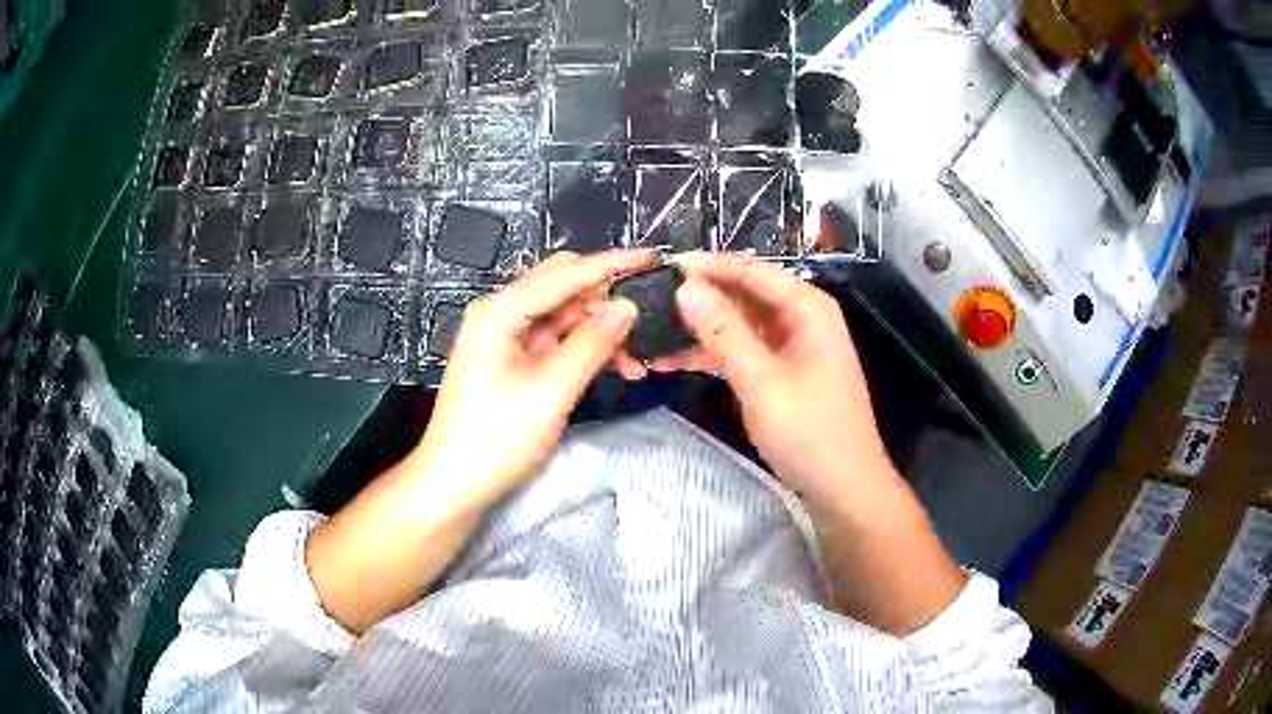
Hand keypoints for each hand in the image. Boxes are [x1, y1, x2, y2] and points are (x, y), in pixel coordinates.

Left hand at [415, 250, 656, 508]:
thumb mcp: (551, 391)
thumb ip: (591, 344)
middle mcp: (501, 313)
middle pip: (563, 286)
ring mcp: (506, 336)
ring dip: (599, 330)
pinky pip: (556, 340)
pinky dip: (584, 349)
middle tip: (645, 323)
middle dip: (606, 300)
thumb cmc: (496, 439)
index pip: (565, 273)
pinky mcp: (513, 359)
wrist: (455, 483)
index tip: (652, 259)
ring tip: (636, 361)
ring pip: (564, 315)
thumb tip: (628, 307)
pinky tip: (614, 367)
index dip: (611, 265)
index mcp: (500, 311)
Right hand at [649, 253, 892, 500]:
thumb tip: (685, 286)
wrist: (844, 488)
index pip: (748, 269)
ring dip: (698, 329)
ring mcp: (788, 345)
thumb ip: (723, 332)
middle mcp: (798, 317)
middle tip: (643, 302)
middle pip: (740, 293)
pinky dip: (710, 355)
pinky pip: (740, 350)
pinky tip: (670, 360)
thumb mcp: (762, 381)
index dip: (704, 265)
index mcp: (806, 307)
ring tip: (648, 331)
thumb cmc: (811, 433)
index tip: (657, 267)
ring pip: (736, 323)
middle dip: (696, 298)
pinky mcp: (778, 371)